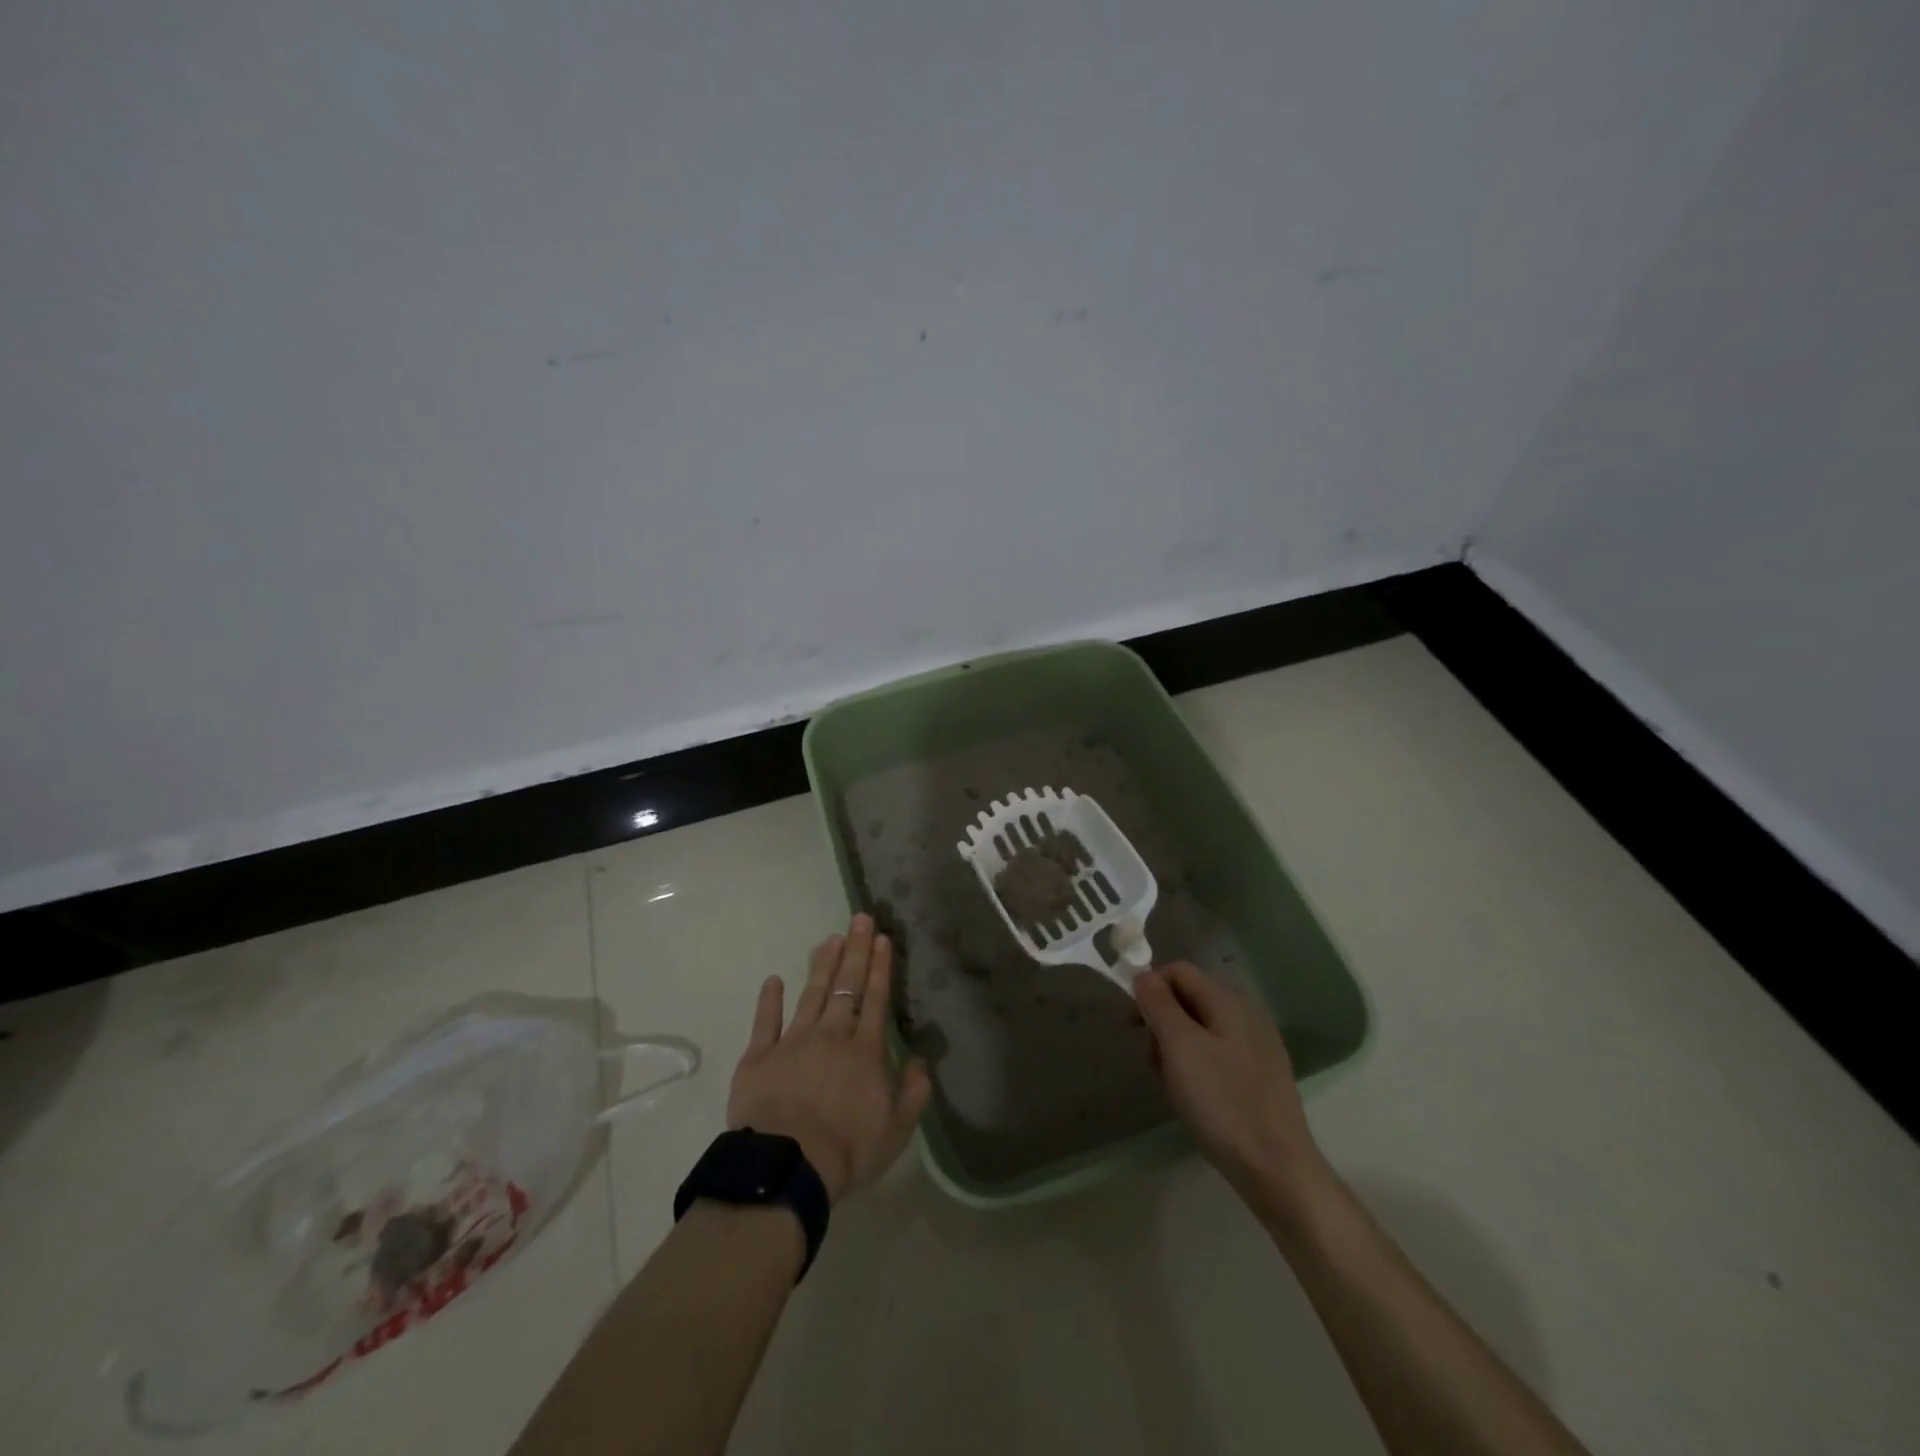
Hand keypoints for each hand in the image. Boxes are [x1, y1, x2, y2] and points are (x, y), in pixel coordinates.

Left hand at [726, 914, 932, 1204]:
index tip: (882, 938)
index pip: (875, 999)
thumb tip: (920, 1061)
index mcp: (864, 1050)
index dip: (879, 967)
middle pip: (845, 986)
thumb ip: (913, 1092)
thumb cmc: (847, 1150)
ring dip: (822, 965)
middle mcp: (831, 1035)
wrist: (788, 1166)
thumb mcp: (897, 1129)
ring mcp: (792, 1042)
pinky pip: (765, 1022)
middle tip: (860, 918)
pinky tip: (774, 979)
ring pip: (811, 994)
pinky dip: (769, 1000)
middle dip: (855, 950)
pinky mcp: (759, 1057)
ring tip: (830, 939)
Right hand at [1135, 962, 1327, 1208]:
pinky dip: (1198, 1065)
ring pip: (1202, 1029)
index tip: (1133, 1024)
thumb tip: (1142, 973)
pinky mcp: (1262, 1075)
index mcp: (1228, 1000)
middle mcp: (1247, 1013)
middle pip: (1190, 999)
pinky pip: (1218, 1053)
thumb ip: (1158, 1004)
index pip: (1178, 972)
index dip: (1149, 988)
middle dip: (1162, 1022)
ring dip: (1177, 1048)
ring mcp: (1258, 1045)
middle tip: (1152, 1061)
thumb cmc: (1222, 1101)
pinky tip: (1196, 1097)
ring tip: (1172, 1085)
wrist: (1277, 1169)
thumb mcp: (1179, 1046)